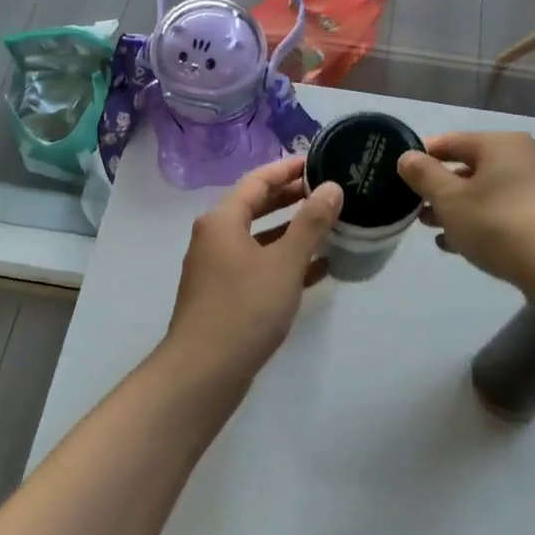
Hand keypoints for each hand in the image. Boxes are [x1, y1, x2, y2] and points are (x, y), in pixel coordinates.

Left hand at [163, 155, 343, 381]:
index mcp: (222, 220)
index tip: (318, 161)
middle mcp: (215, 237)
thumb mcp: (285, 262)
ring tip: (330, 225)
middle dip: (292, 198)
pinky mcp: (225, 296)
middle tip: (329, 190)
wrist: (203, 373)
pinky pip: (259, 266)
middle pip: (256, 206)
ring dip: (292, 231)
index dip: (288, 169)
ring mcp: (218, 268)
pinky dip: (285, 262)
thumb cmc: (245, 308)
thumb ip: (311, 223)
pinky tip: (319, 269)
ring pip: (259, 238)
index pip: (258, 180)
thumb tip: (331, 187)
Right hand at [397, 132, 534, 294]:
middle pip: (469, 167)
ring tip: (429, 227)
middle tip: (411, 206)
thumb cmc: (500, 223)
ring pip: (485, 194)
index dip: (422, 156)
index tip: (398, 175)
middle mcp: (522, 159)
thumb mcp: (451, 199)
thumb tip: (406, 157)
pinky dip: (479, 224)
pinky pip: (502, 215)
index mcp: (500, 144)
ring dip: (456, 208)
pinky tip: (457, 245)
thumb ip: (424, 175)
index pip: (450, 141)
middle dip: (439, 187)